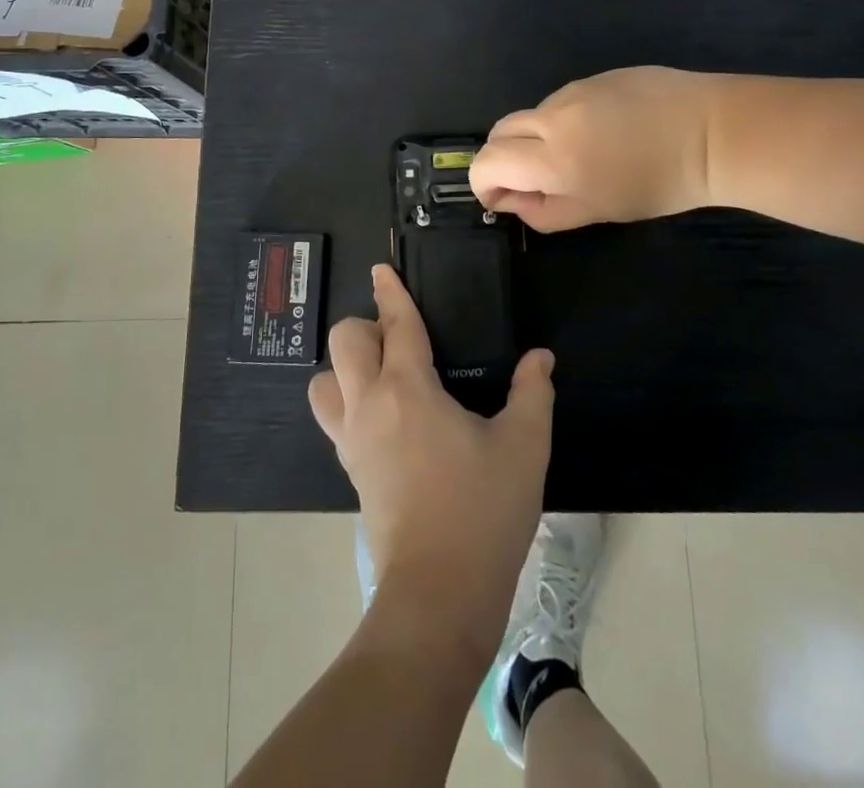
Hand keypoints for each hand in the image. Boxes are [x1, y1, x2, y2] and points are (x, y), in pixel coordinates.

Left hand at [309, 266, 554, 637]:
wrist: (439, 594)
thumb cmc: (483, 511)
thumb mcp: (524, 447)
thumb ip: (533, 393)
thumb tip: (540, 358)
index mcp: (408, 389)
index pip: (395, 325)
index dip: (390, 292)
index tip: (381, 269)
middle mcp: (370, 404)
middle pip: (344, 342)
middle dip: (366, 327)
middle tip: (400, 341)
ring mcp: (352, 440)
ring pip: (324, 382)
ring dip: (345, 368)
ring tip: (383, 377)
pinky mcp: (350, 470)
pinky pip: (333, 418)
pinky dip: (346, 402)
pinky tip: (384, 418)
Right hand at [470, 66, 717, 230]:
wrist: (714, 133)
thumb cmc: (659, 185)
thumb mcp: (599, 211)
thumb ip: (545, 211)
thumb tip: (512, 201)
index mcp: (551, 158)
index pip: (486, 162)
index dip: (483, 184)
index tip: (501, 200)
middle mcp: (552, 117)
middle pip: (499, 132)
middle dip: (503, 158)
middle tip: (533, 180)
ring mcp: (574, 90)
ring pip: (532, 115)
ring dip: (536, 138)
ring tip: (582, 155)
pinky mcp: (596, 76)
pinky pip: (563, 100)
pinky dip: (566, 120)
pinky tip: (606, 131)